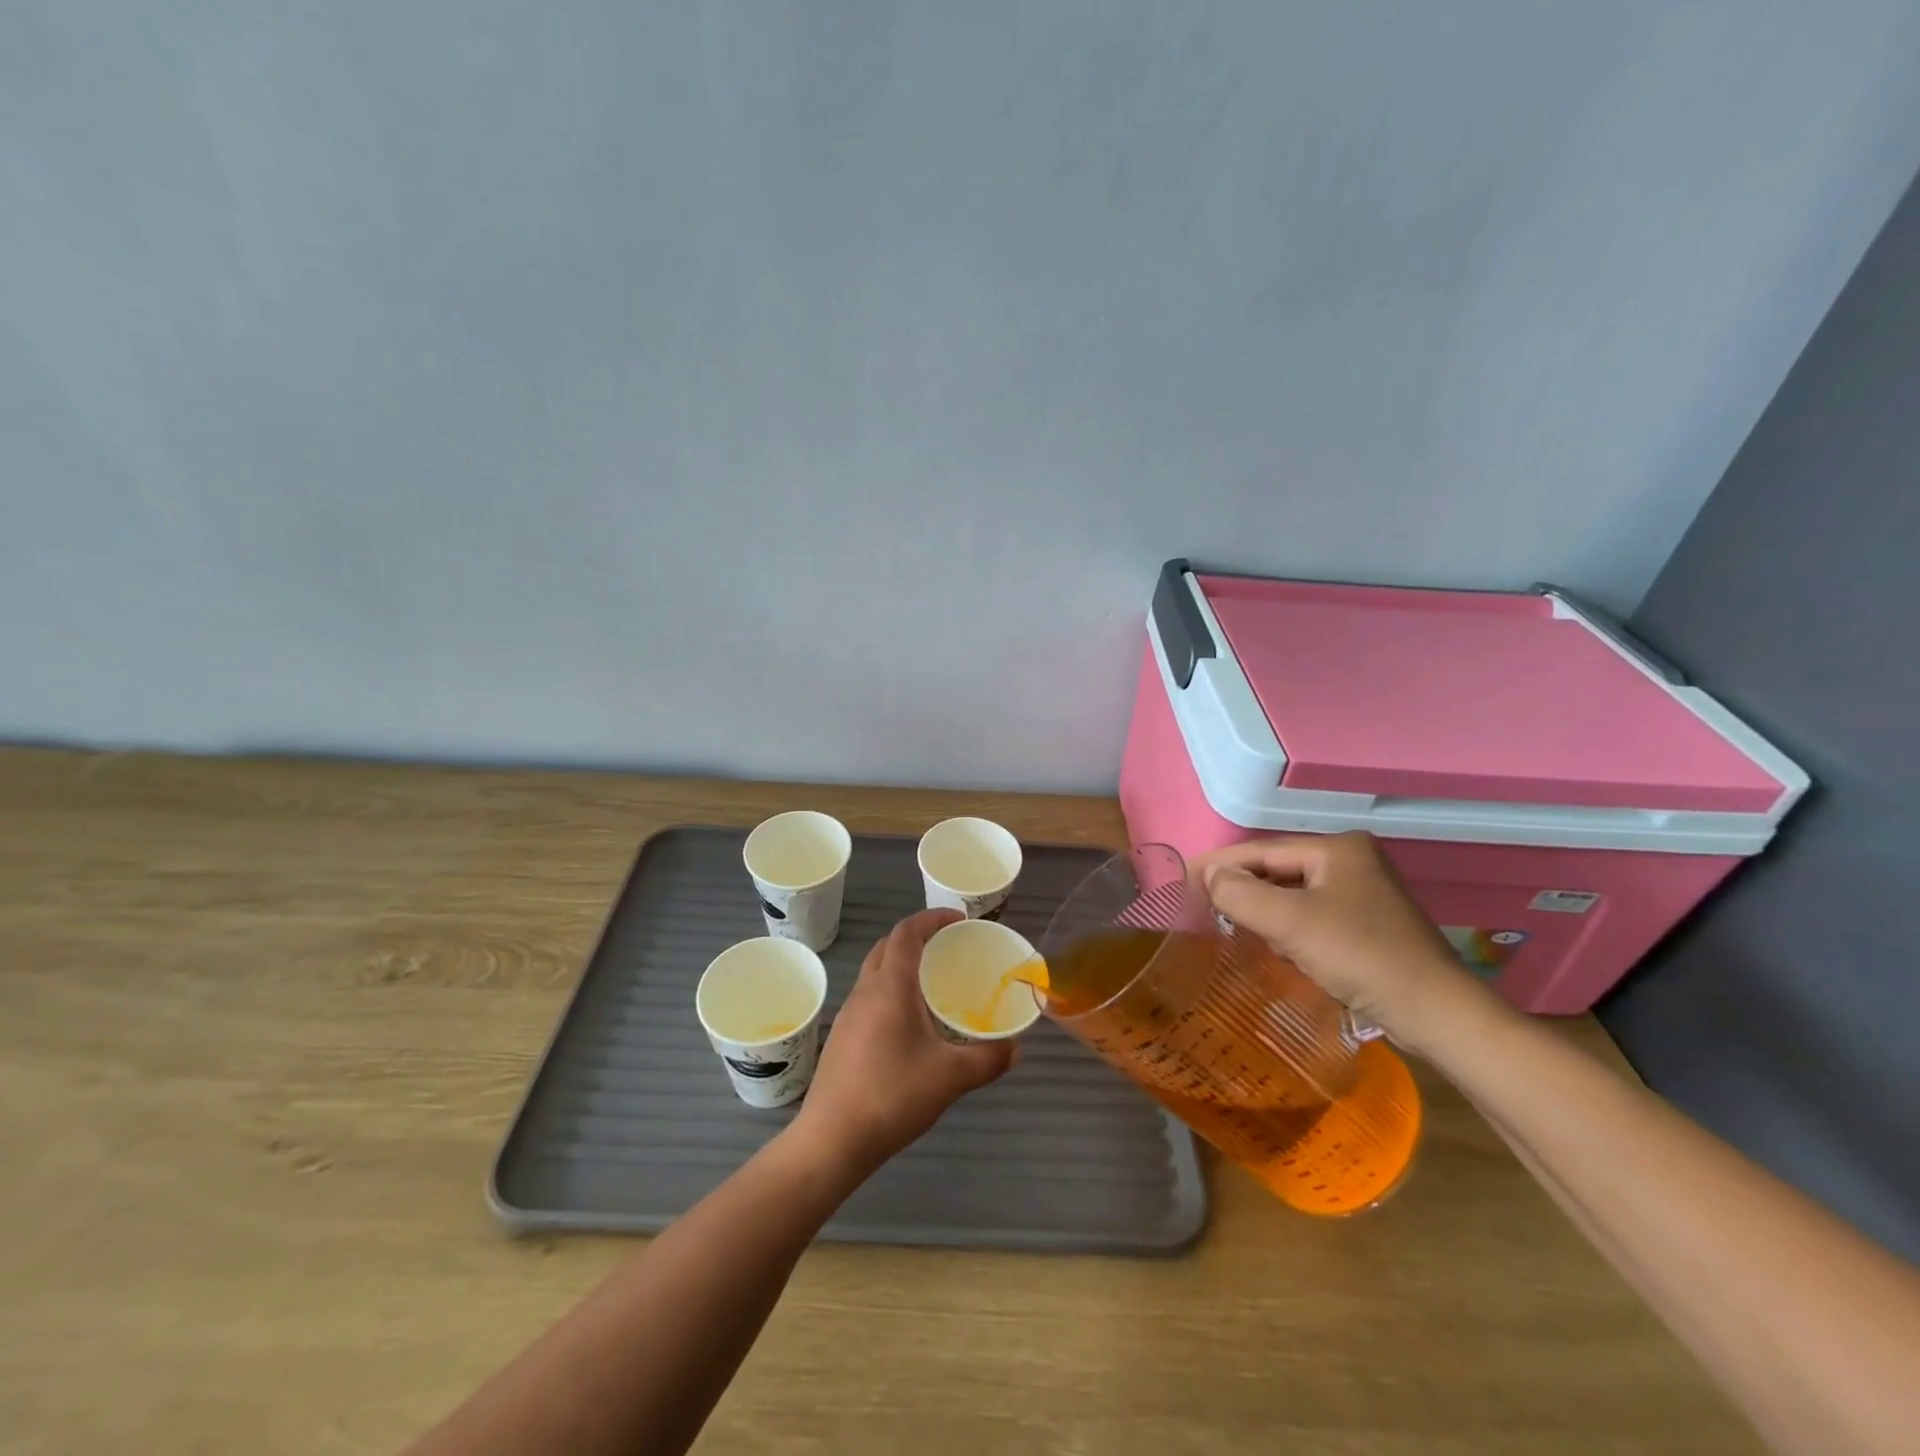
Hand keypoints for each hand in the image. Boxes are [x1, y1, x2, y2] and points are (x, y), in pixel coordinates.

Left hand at [793, 908, 1015, 1175]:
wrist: (831, 1140)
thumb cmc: (892, 1096)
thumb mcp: (950, 1077)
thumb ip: (988, 1059)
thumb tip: (1016, 1049)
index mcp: (890, 986)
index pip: (907, 933)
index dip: (932, 918)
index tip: (959, 919)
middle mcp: (866, 990)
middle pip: (887, 946)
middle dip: (917, 936)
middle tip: (948, 946)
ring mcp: (849, 1013)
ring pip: (875, 970)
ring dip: (902, 963)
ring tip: (933, 981)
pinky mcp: (842, 1036)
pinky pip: (870, 995)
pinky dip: (891, 989)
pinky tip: (910, 1021)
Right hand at [1196, 832, 1491, 1055]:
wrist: (1435, 1013)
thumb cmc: (1360, 956)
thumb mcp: (1290, 922)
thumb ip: (1241, 894)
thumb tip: (1210, 877)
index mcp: (1338, 848)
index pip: (1263, 851)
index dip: (1221, 864)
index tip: (1183, 878)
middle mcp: (1352, 861)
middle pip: (1278, 870)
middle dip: (1241, 887)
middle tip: (1199, 903)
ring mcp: (1363, 894)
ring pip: (1293, 893)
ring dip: (1262, 909)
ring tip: (1225, 922)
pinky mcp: (1368, 925)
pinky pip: (1311, 915)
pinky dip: (1286, 926)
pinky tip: (1270, 943)